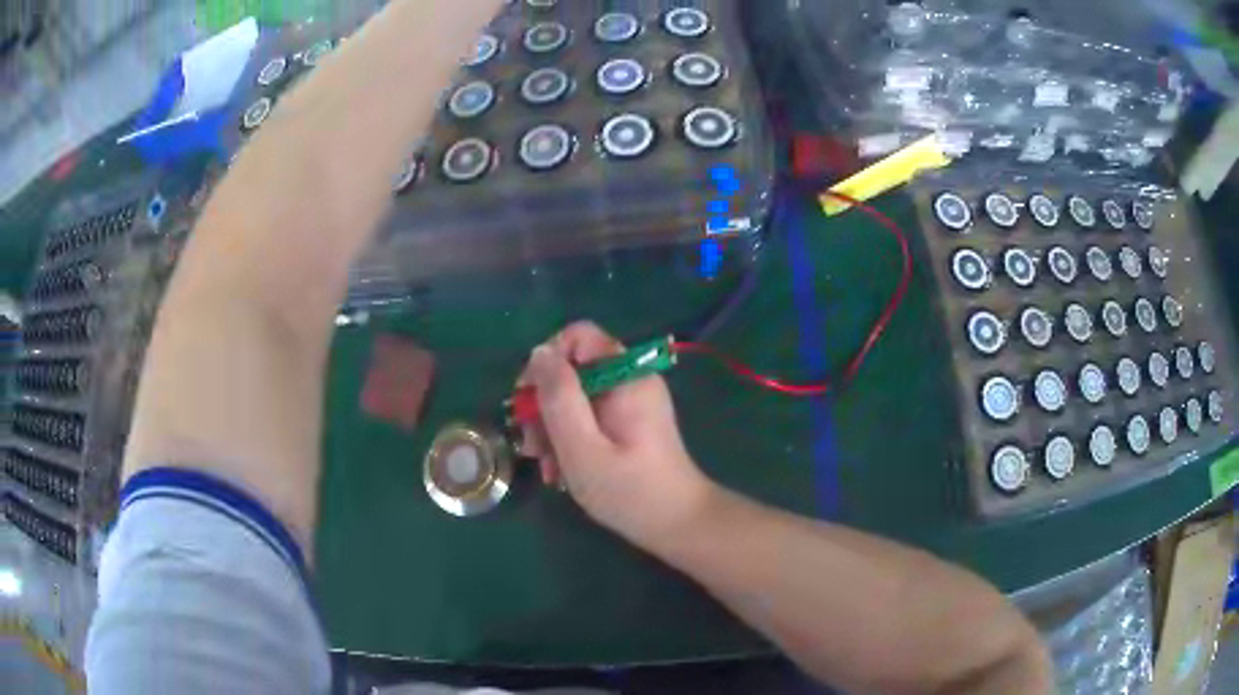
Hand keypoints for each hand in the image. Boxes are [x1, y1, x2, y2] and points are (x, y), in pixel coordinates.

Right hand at [519, 322, 714, 546]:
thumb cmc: (629, 490)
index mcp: (626, 375)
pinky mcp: (629, 423)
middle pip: (573, 369)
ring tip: (547, 468)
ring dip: (553, 429)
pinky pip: (590, 417)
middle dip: (545, 406)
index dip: (546, 362)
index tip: (528, 401)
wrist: (678, 525)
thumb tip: (539, 353)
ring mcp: (631, 402)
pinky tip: (561, 472)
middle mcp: (630, 379)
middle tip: (532, 447)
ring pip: (576, 397)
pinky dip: (571, 439)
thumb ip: (558, 397)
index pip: (577, 336)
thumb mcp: (582, 446)